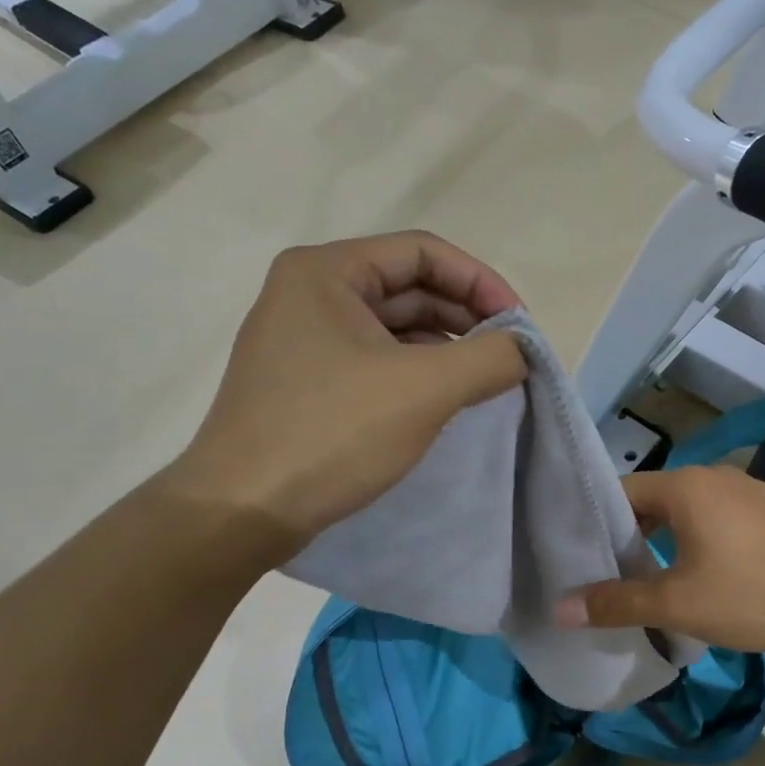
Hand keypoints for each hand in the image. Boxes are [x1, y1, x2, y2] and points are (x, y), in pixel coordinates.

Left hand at [166, 232, 527, 551]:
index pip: (423, 253)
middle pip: (409, 287)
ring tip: (484, 380)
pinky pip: (375, 360)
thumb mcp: (424, 389)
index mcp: (326, 271)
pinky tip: (443, 399)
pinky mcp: (305, 382)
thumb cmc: (331, 434)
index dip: (481, 283)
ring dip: (444, 347)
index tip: (520, 326)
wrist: (240, 512)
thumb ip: (490, 358)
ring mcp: (303, 339)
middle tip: (508, 355)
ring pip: (393, 327)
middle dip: (465, 317)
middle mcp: (309, 293)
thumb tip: (523, 349)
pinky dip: (416, 372)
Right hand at [554, 466, 764, 651]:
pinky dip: (693, 545)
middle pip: (649, 502)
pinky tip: (695, 579)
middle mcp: (711, 476)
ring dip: (661, 545)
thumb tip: (560, 607)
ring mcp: (744, 491)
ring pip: (683, 514)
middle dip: (625, 539)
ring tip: (642, 583)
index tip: (572, 557)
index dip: (591, 524)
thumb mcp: (680, 604)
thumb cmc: (759, 592)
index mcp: (683, 485)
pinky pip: (714, 522)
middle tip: (600, 577)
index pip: (617, 492)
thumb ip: (618, 602)